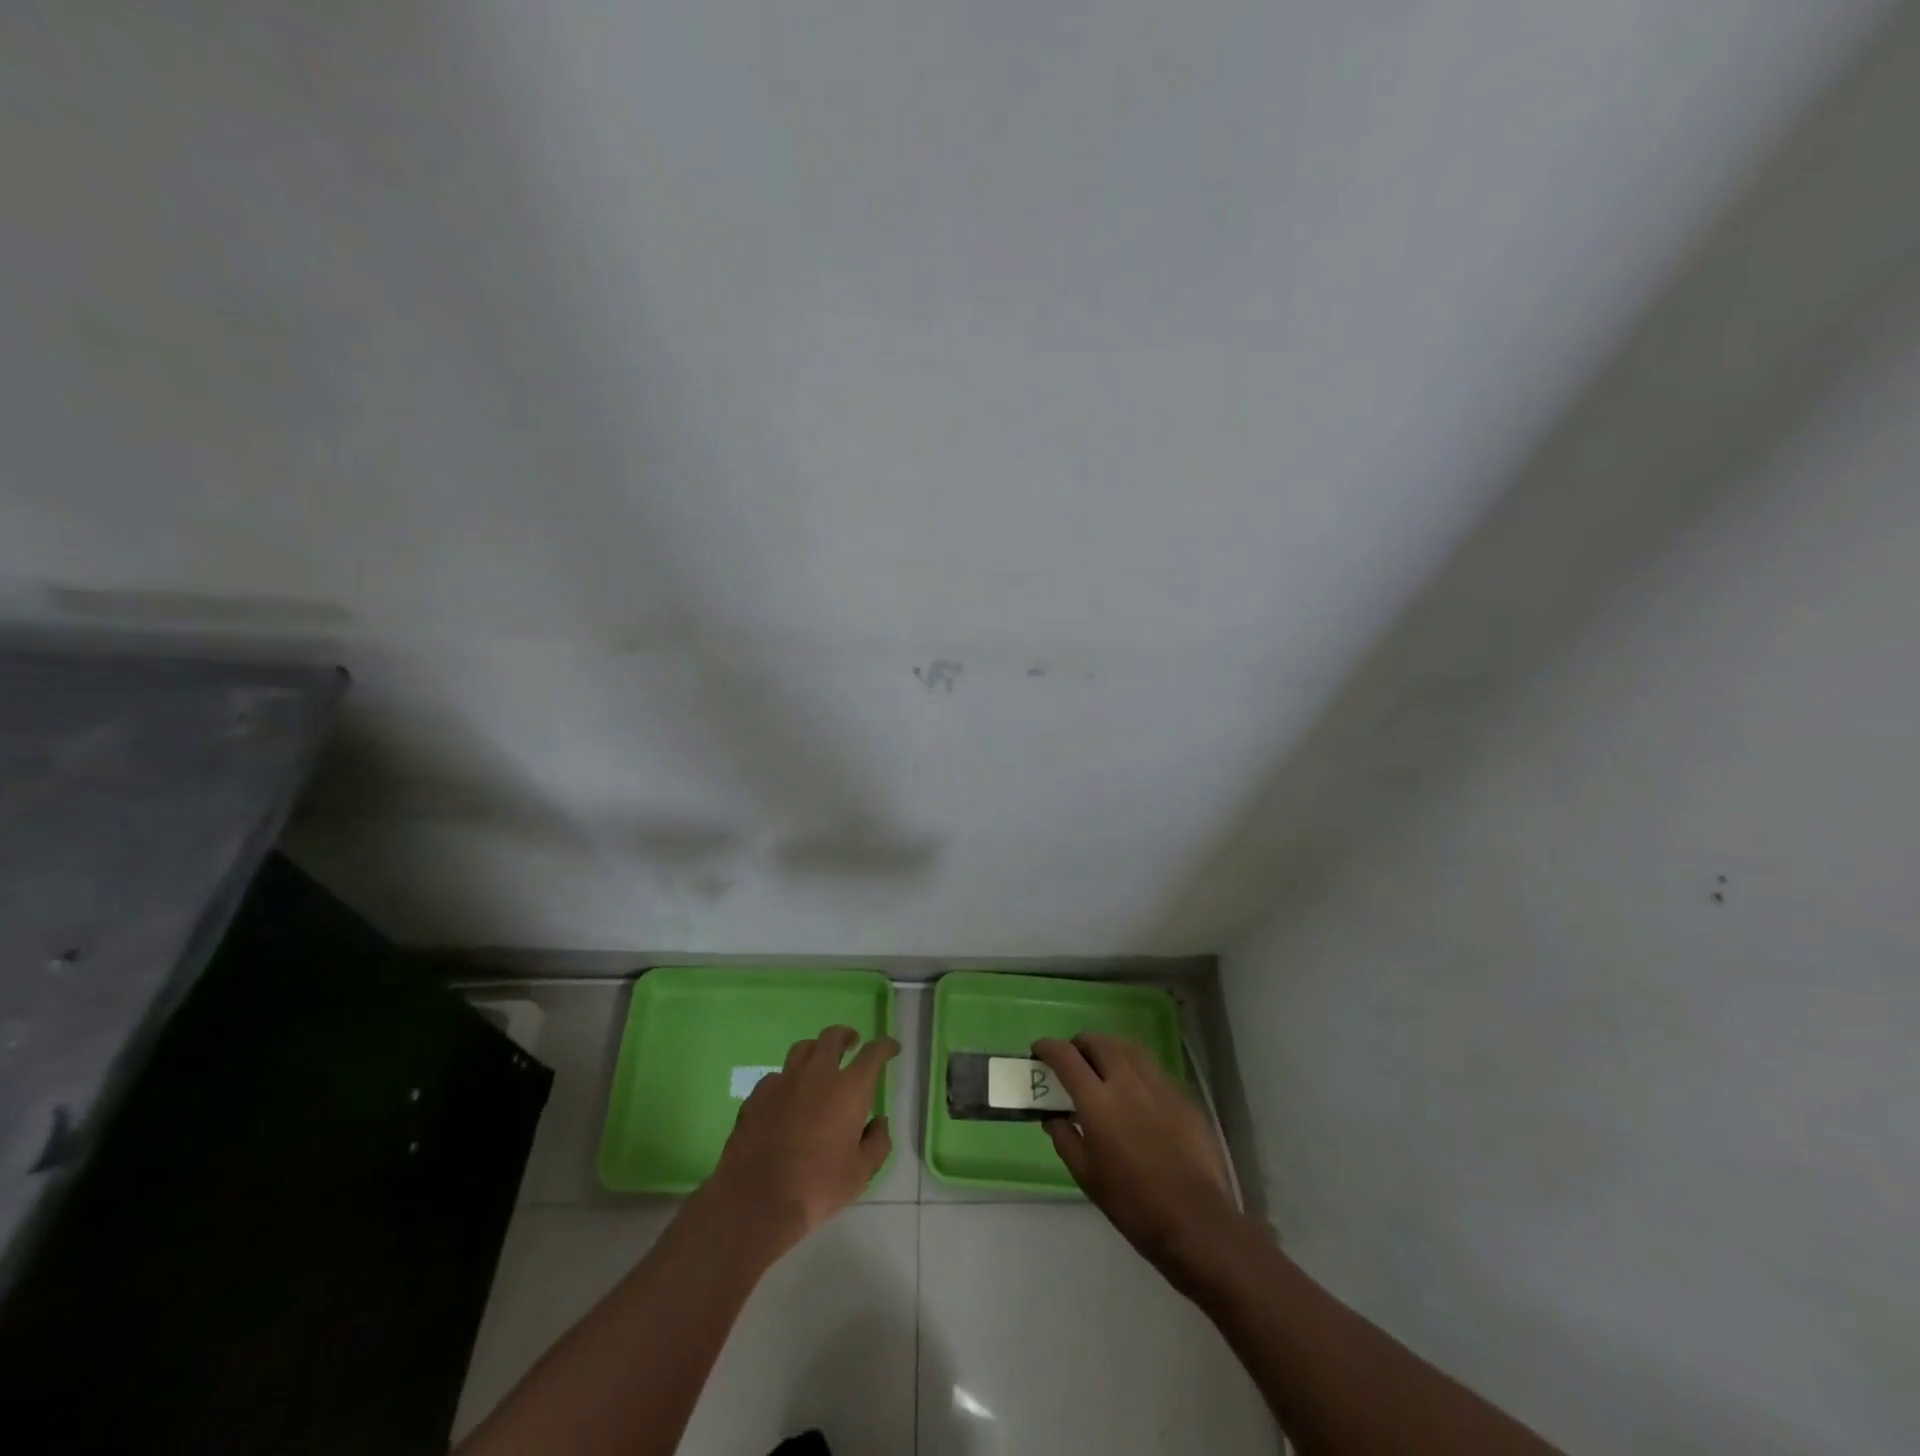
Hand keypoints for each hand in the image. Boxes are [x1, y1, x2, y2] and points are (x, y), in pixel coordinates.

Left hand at [702, 1026, 898, 1251]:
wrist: (756, 1200)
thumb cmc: (817, 1186)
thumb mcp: (861, 1173)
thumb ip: (877, 1143)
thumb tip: (879, 1122)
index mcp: (849, 1089)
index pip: (873, 1053)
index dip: (885, 1046)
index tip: (891, 1048)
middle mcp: (817, 1074)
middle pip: (832, 1037)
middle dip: (846, 1036)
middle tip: (852, 1044)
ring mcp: (783, 1081)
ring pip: (802, 1049)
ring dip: (816, 1050)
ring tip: (819, 1064)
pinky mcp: (757, 1095)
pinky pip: (777, 1076)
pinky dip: (788, 1080)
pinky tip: (787, 1096)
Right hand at [1033, 1033, 1241, 1270]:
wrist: (1195, 1220)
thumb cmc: (1132, 1203)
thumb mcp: (1087, 1176)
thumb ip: (1065, 1139)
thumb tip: (1053, 1117)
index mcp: (1097, 1101)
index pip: (1066, 1057)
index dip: (1048, 1047)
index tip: (1039, 1050)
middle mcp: (1127, 1081)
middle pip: (1098, 1042)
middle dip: (1080, 1045)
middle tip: (1073, 1061)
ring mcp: (1158, 1084)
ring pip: (1128, 1047)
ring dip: (1109, 1049)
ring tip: (1103, 1066)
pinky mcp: (1181, 1094)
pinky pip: (1152, 1067)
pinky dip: (1135, 1067)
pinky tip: (1136, 1090)